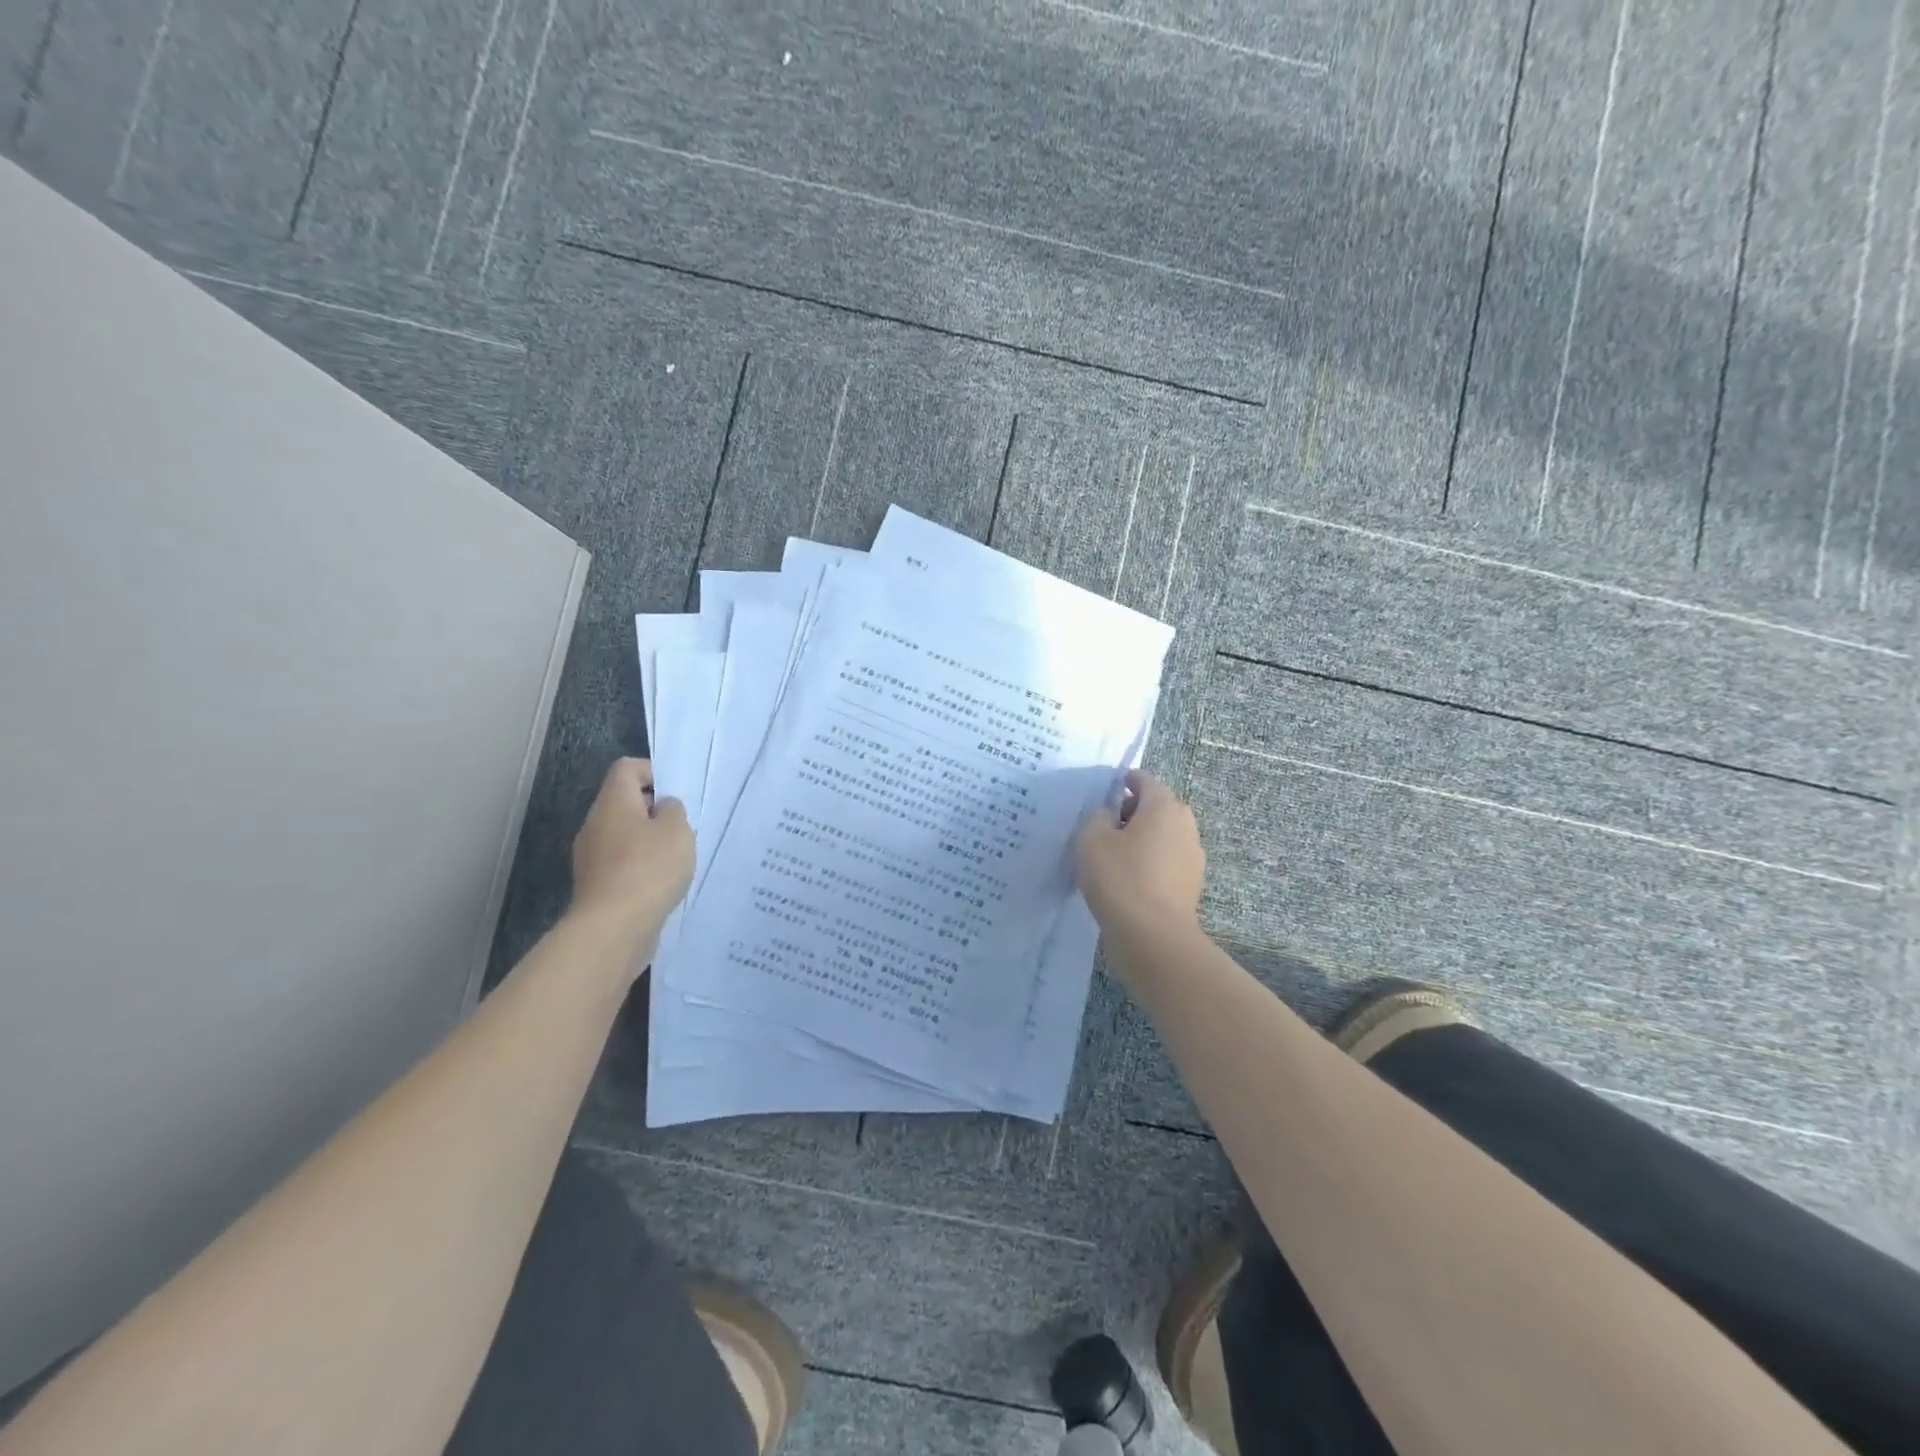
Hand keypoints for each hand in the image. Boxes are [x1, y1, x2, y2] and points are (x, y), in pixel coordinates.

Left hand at [569, 758, 693, 948]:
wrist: (614, 927)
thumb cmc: (649, 868)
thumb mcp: (677, 830)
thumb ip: (674, 810)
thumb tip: (662, 808)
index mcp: (613, 803)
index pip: (626, 768)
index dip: (653, 772)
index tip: (677, 793)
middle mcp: (595, 824)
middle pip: (624, 802)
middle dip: (654, 810)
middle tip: (682, 827)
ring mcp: (591, 857)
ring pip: (623, 835)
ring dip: (649, 841)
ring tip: (676, 858)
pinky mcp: (596, 885)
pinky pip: (621, 863)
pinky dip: (641, 867)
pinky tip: (661, 883)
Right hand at [1075, 770, 1204, 937]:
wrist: (1153, 936)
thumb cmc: (1120, 878)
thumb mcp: (1091, 839)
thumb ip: (1097, 816)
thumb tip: (1109, 815)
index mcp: (1163, 806)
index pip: (1144, 780)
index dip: (1122, 782)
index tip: (1102, 794)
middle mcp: (1185, 824)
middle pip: (1157, 806)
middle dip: (1132, 811)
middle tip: (1104, 826)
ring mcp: (1192, 855)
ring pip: (1163, 835)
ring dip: (1142, 838)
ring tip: (1113, 855)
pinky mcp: (1191, 883)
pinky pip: (1167, 860)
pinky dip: (1150, 861)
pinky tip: (1128, 879)